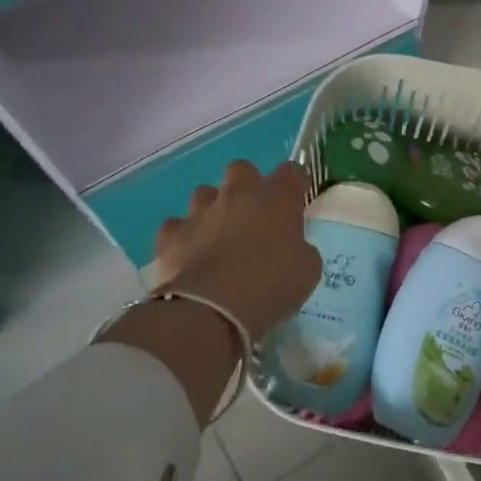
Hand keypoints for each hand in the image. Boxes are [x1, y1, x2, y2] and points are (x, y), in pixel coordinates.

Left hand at [150, 161, 320, 340]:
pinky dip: (184, 236)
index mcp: (277, 198)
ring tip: (219, 235)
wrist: (211, 310)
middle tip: (254, 214)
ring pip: (205, 194)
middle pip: (242, 169)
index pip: (292, 171)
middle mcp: (237, 194)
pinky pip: (177, 225)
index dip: (295, 183)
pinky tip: (190, 254)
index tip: (297, 200)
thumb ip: (301, 248)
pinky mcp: (172, 233)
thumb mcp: (307, 270)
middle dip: (248, 186)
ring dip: (214, 208)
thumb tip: (293, 246)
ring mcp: (200, 211)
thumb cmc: (270, 287)